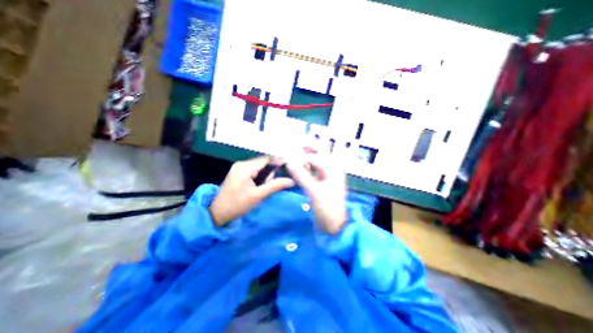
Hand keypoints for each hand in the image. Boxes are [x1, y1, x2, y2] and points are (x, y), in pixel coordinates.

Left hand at [210, 156, 295, 225]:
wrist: (218, 213)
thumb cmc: (238, 204)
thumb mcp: (258, 196)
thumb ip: (275, 186)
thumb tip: (291, 181)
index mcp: (245, 167)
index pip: (266, 159)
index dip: (278, 162)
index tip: (288, 168)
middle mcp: (242, 164)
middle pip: (263, 163)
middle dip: (270, 173)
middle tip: (268, 186)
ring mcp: (239, 167)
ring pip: (260, 167)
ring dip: (265, 176)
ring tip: (261, 189)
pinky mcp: (239, 172)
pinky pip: (254, 171)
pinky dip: (260, 177)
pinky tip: (258, 186)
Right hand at [287, 151, 348, 234]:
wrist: (334, 225)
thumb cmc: (327, 208)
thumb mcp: (314, 191)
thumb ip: (302, 176)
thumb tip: (289, 163)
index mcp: (333, 170)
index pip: (316, 157)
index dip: (303, 156)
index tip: (289, 158)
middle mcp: (331, 171)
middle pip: (320, 155)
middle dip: (309, 149)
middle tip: (296, 146)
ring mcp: (326, 177)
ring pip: (316, 163)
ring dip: (307, 158)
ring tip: (295, 155)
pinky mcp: (321, 184)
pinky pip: (313, 172)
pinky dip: (306, 168)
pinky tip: (298, 169)